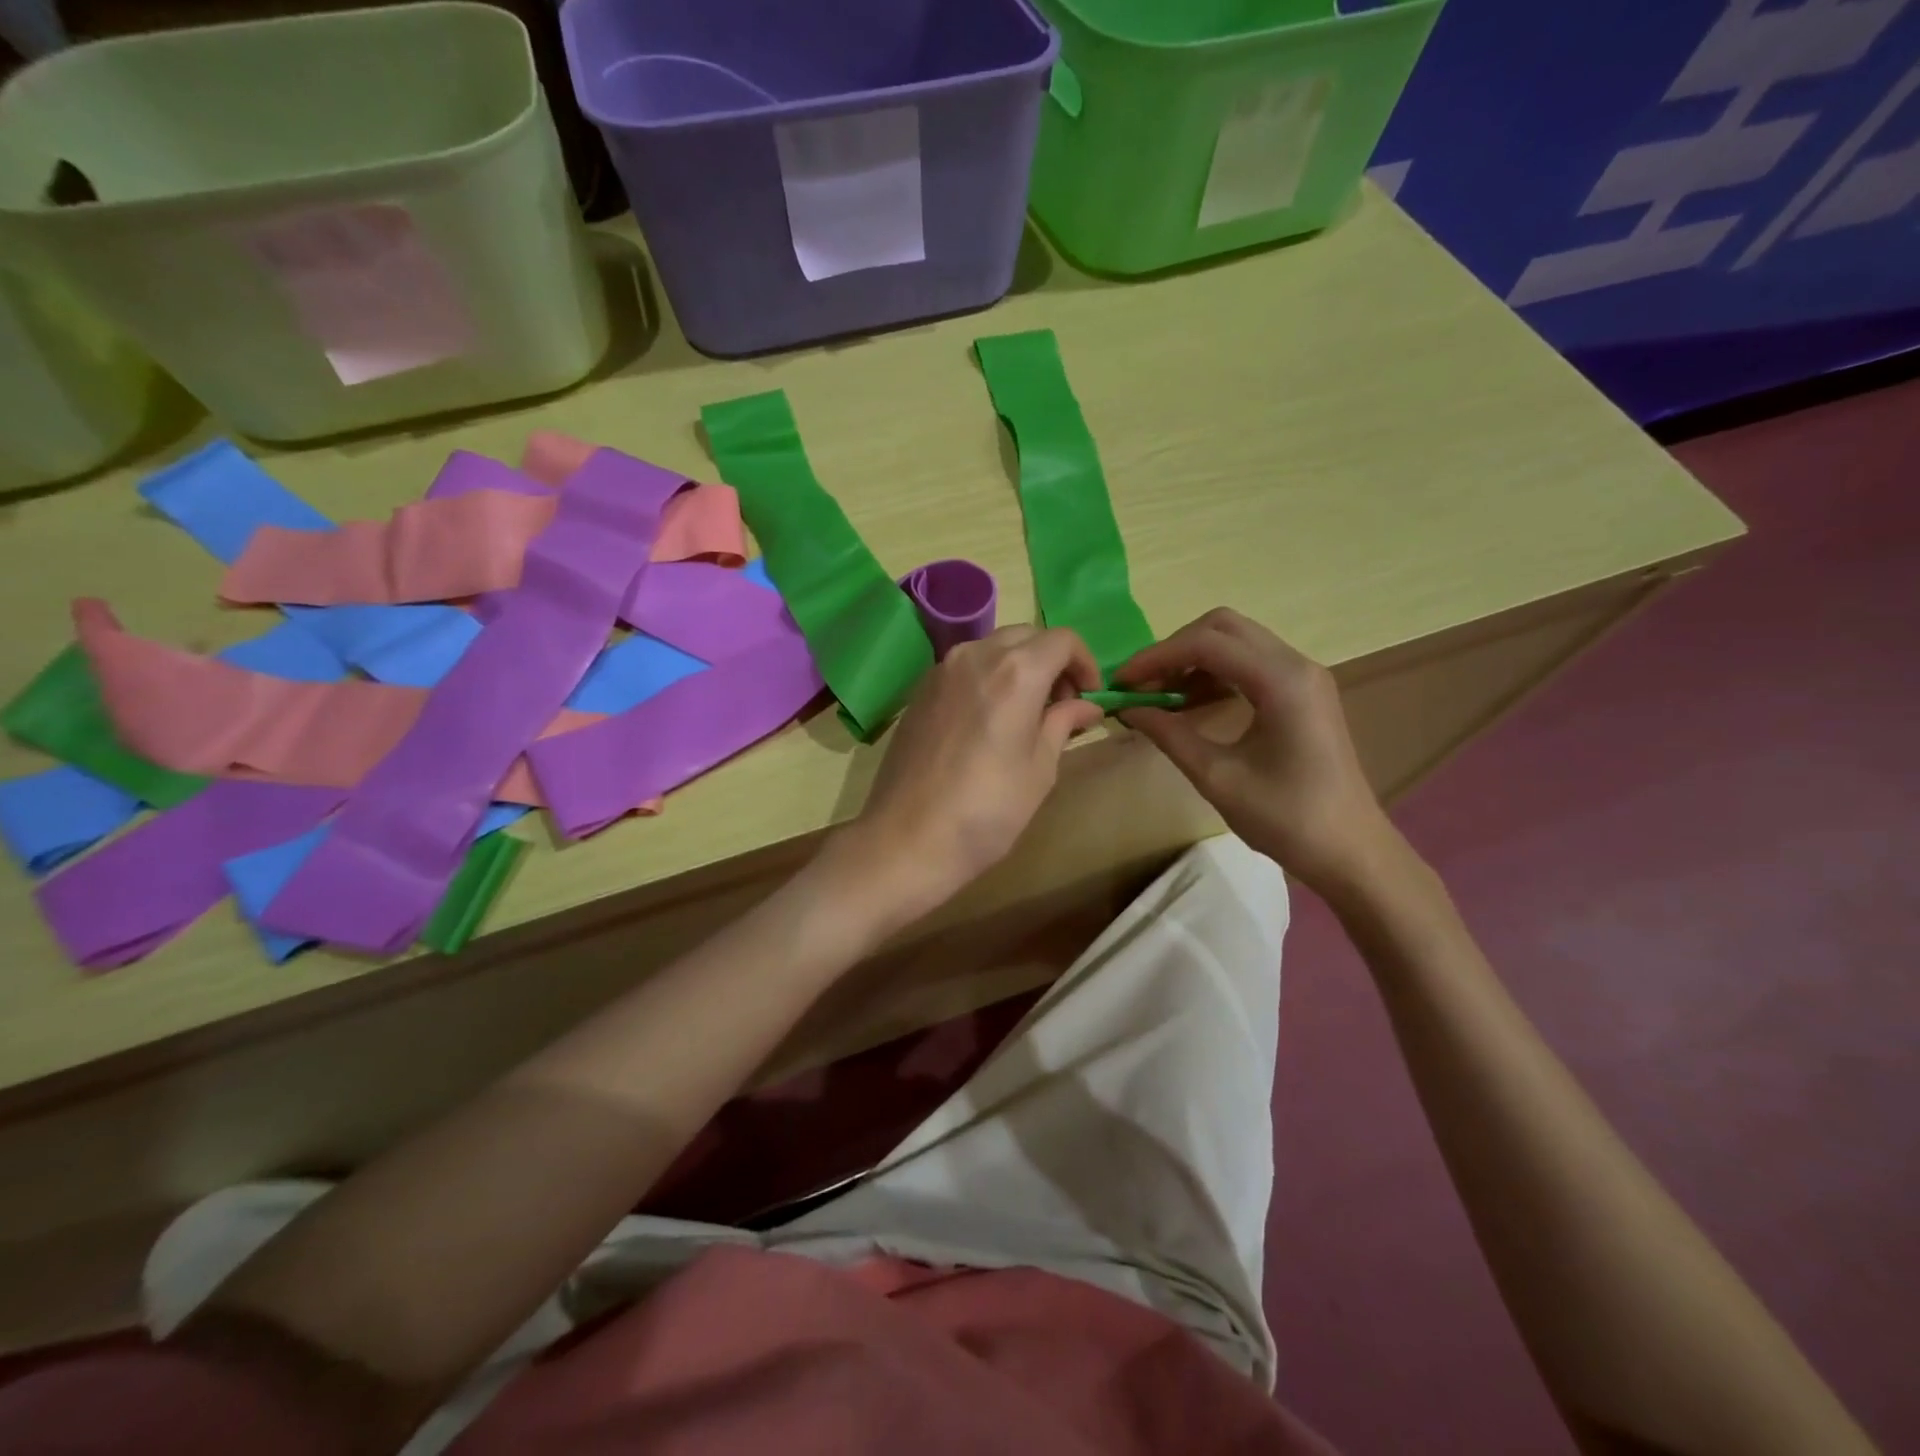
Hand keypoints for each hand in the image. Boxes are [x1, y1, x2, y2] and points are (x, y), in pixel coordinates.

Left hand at [838, 626, 1103, 925]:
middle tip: (1060, 707)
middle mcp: (976, 656)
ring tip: (1025, 714)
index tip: (1088, 697)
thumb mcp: (1039, 769)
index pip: (1062, 640)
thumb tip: (1086, 707)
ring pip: (992, 647)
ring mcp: (941, 670)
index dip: (1084, 663)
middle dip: (1052, 661)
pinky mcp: (920, 690)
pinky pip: (964, 667)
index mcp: (1016, 672)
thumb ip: (1063, 724)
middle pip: (1026, 636)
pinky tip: (988, 720)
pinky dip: (987, 677)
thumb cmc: (987, 810)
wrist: (907, 839)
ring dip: (1018, 666)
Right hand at [1114, 608, 1398, 898]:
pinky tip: (1189, 703)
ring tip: (1158, 695)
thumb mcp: (1217, 778)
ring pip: (1236, 641)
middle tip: (1141, 684)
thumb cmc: (1287, 819)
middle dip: (1174, 649)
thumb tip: (1127, 709)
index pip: (1206, 644)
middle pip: (1222, 627)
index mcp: (1282, 681)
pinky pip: (1250, 663)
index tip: (1121, 683)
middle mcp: (1296, 665)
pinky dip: (1214, 673)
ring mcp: (1303, 676)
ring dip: (1192, 659)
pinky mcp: (1302, 692)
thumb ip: (1170, 735)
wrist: (1350, 850)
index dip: (1156, 658)